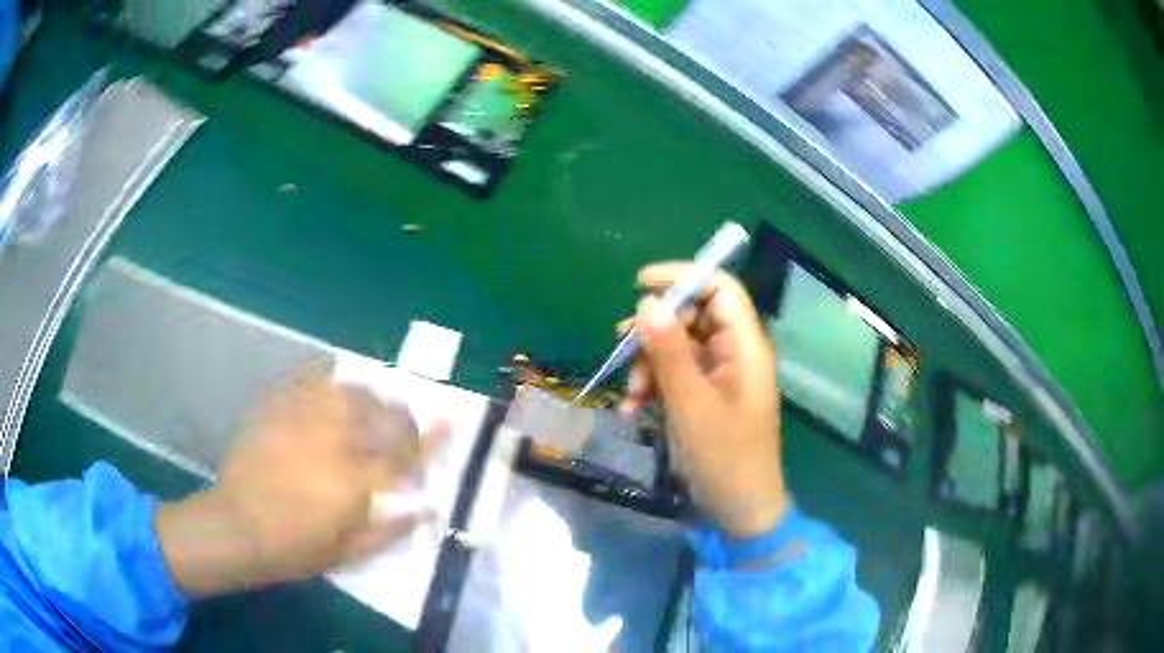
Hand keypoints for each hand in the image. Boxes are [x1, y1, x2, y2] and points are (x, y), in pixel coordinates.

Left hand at [156, 364, 448, 596]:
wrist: (236, 526)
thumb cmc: (294, 548)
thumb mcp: (349, 553)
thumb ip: (392, 531)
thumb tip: (428, 509)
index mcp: (355, 479)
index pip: (406, 455)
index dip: (432, 441)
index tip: (449, 425)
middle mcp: (334, 439)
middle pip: (383, 415)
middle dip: (403, 419)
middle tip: (405, 429)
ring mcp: (304, 417)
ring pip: (352, 390)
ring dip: (371, 396)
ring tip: (372, 407)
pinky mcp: (278, 406)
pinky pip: (310, 377)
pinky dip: (328, 375)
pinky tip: (333, 381)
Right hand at [621, 262, 788, 537]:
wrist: (739, 510)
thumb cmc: (725, 457)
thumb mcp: (691, 404)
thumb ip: (669, 352)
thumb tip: (646, 302)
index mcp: (744, 346)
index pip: (720, 288)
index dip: (683, 278)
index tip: (640, 286)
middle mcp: (733, 353)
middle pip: (691, 316)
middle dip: (654, 333)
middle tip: (623, 351)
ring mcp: (718, 376)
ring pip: (676, 347)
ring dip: (647, 365)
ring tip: (631, 397)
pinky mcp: (704, 397)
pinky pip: (673, 375)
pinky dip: (651, 387)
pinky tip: (632, 412)